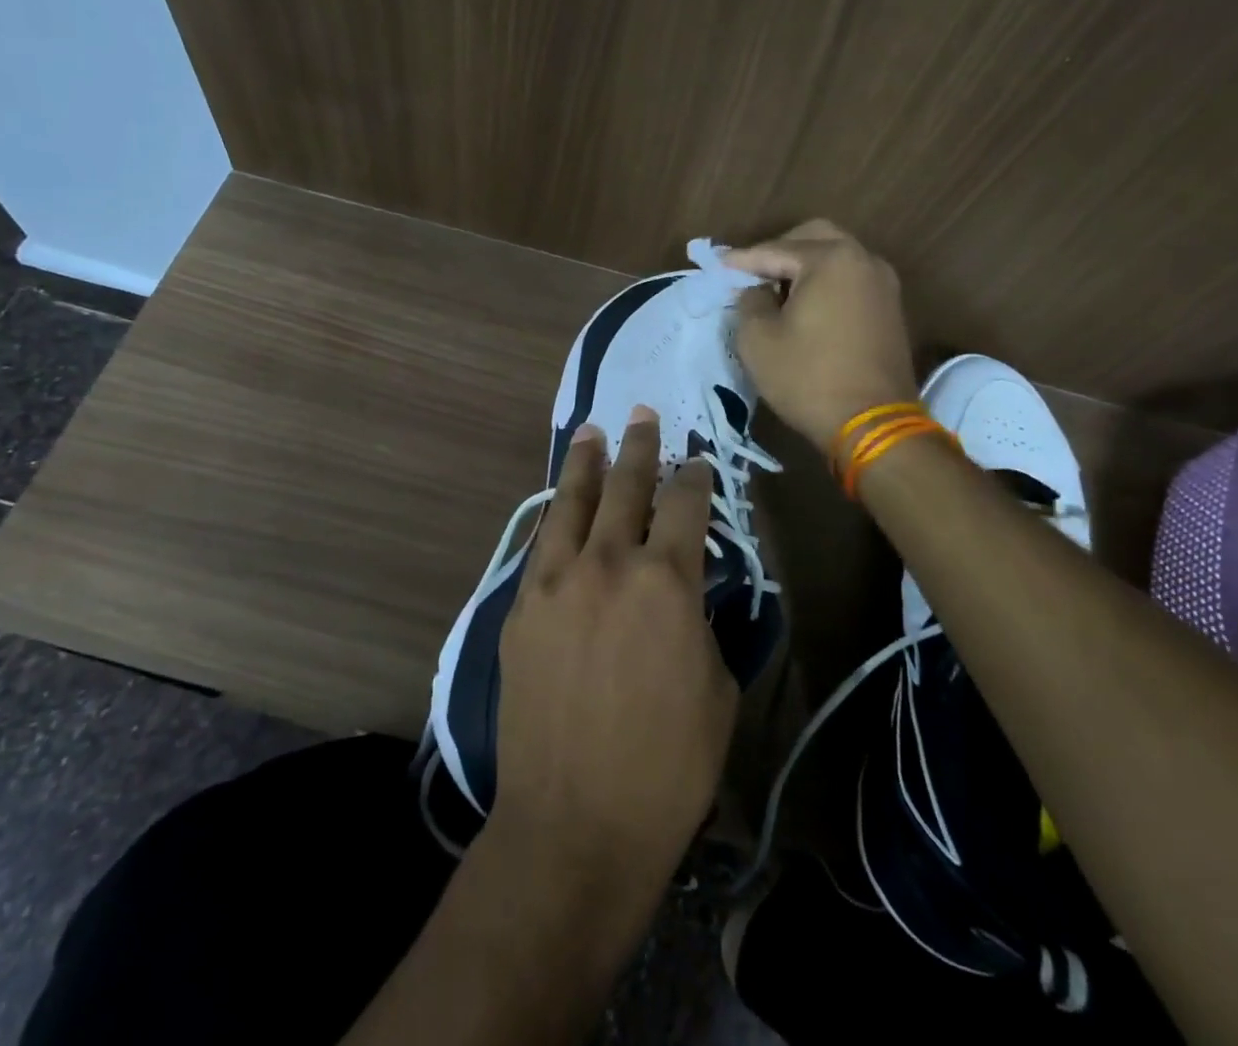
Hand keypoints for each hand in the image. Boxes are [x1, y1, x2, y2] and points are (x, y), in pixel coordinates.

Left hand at [492, 406, 735, 884]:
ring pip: (571, 503)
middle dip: (640, 447)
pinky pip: (539, 543)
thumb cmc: (668, 766)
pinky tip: (557, 503)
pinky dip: (553, 515)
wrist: (575, 823)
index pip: (685, 504)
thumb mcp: (717, 687)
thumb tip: (688, 590)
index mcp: (665, 580)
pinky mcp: (520, 607)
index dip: (695, 476)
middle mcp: (606, 564)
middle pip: (626, 486)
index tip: (697, 459)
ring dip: (585, 464)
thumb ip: (702, 621)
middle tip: (642, 414)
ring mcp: (555, 581)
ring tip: (591, 432)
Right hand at [724, 219, 920, 449]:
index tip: (716, 267)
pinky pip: (850, 282)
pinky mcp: (890, 310)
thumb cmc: (808, 377)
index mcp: (831, 259)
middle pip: (814, 238)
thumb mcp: (757, 339)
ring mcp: (883, 285)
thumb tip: (755, 290)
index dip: (741, 260)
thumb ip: (749, 301)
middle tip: (751, 274)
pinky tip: (804, 308)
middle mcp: (863, 260)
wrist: (872, 424)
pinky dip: (825, 285)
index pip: (775, 250)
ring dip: (804, 268)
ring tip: (775, 293)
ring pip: (836, 258)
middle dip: (778, 252)